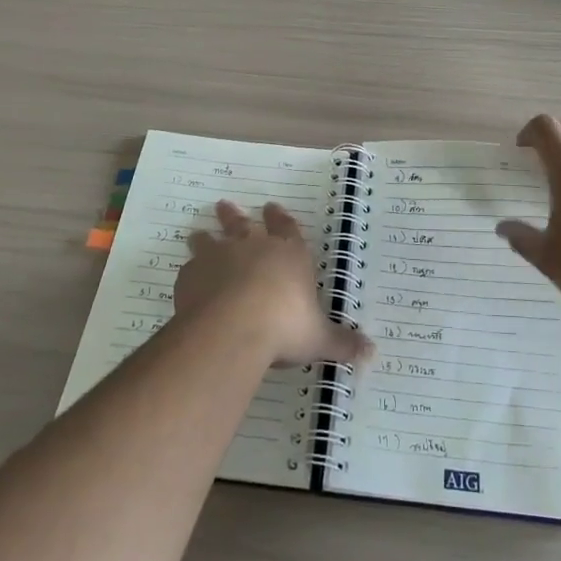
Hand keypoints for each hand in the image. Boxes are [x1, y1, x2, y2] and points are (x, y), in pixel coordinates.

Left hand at [179, 201, 373, 367]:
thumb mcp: (319, 338)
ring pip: (210, 240)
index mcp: (288, 254)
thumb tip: (372, 354)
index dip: (279, 219)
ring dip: (205, 237)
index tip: (271, 207)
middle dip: (234, 216)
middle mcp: (253, 247)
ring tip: (197, 234)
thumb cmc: (285, 326)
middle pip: (242, 224)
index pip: (286, 228)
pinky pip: (190, 269)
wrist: (233, 328)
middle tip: (224, 205)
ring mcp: (220, 257)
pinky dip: (190, 272)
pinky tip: (188, 278)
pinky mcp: (193, 275)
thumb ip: (342, 343)